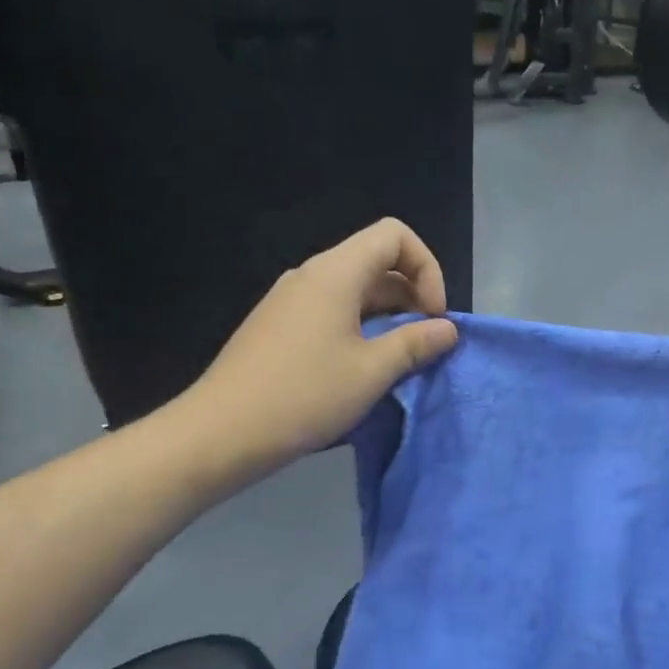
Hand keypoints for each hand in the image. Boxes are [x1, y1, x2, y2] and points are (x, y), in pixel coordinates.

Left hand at [183, 219, 458, 473]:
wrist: (222, 432)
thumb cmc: (304, 396)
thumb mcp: (371, 372)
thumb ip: (415, 344)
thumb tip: (447, 329)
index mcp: (335, 273)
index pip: (394, 235)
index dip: (426, 268)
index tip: (433, 316)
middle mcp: (311, 275)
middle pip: (375, 261)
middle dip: (411, 295)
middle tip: (424, 343)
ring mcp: (290, 300)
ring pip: (354, 289)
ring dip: (387, 316)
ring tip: (398, 360)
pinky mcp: (278, 326)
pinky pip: (331, 311)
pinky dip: (359, 327)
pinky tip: (360, 369)